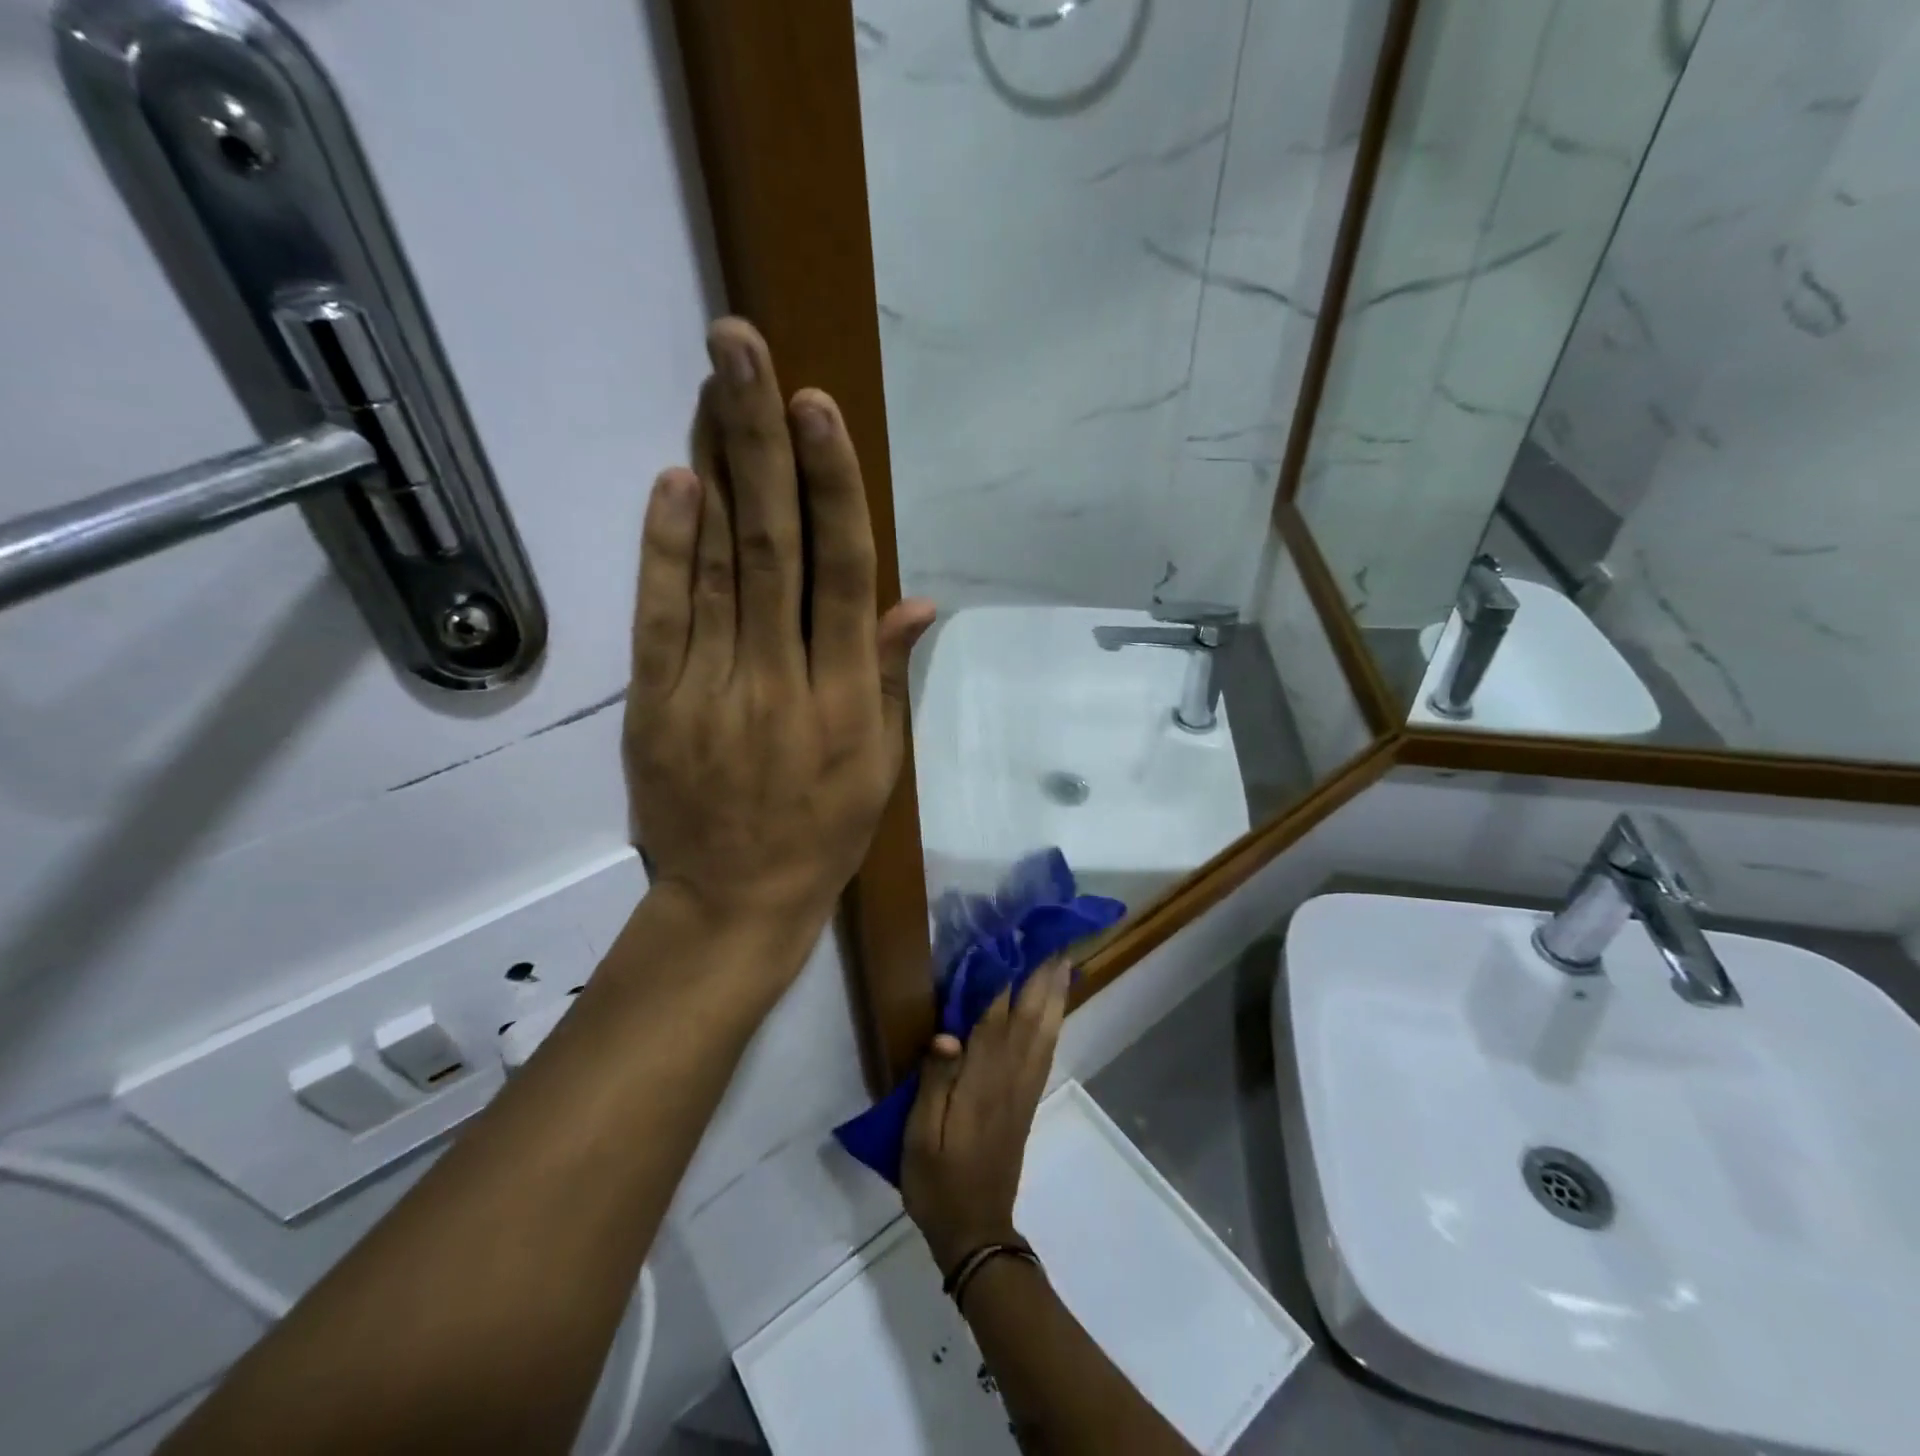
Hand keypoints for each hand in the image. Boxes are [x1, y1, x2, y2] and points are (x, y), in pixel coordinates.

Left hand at [623, 318, 934, 958]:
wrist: (735, 901)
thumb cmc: (823, 832)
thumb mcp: (880, 766)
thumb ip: (889, 677)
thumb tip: (915, 600)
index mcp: (845, 696)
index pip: (840, 573)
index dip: (831, 486)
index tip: (818, 407)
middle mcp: (780, 677)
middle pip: (771, 545)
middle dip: (761, 441)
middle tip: (743, 347)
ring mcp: (711, 687)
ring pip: (715, 565)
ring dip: (715, 468)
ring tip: (715, 383)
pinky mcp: (657, 702)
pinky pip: (661, 616)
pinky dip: (665, 546)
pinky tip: (675, 480)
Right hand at [902, 959, 1071, 1274]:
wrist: (975, 1231)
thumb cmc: (938, 1181)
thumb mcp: (920, 1136)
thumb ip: (934, 1081)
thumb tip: (947, 1031)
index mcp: (982, 1080)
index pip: (994, 1016)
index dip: (1003, 975)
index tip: (1009, 937)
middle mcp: (1010, 1076)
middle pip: (1031, 1015)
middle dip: (1041, 973)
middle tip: (1050, 935)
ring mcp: (1024, 1087)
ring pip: (1046, 1029)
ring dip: (1054, 991)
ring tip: (1061, 957)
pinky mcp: (1028, 1098)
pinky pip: (1047, 1048)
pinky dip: (1054, 1019)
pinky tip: (1056, 1006)